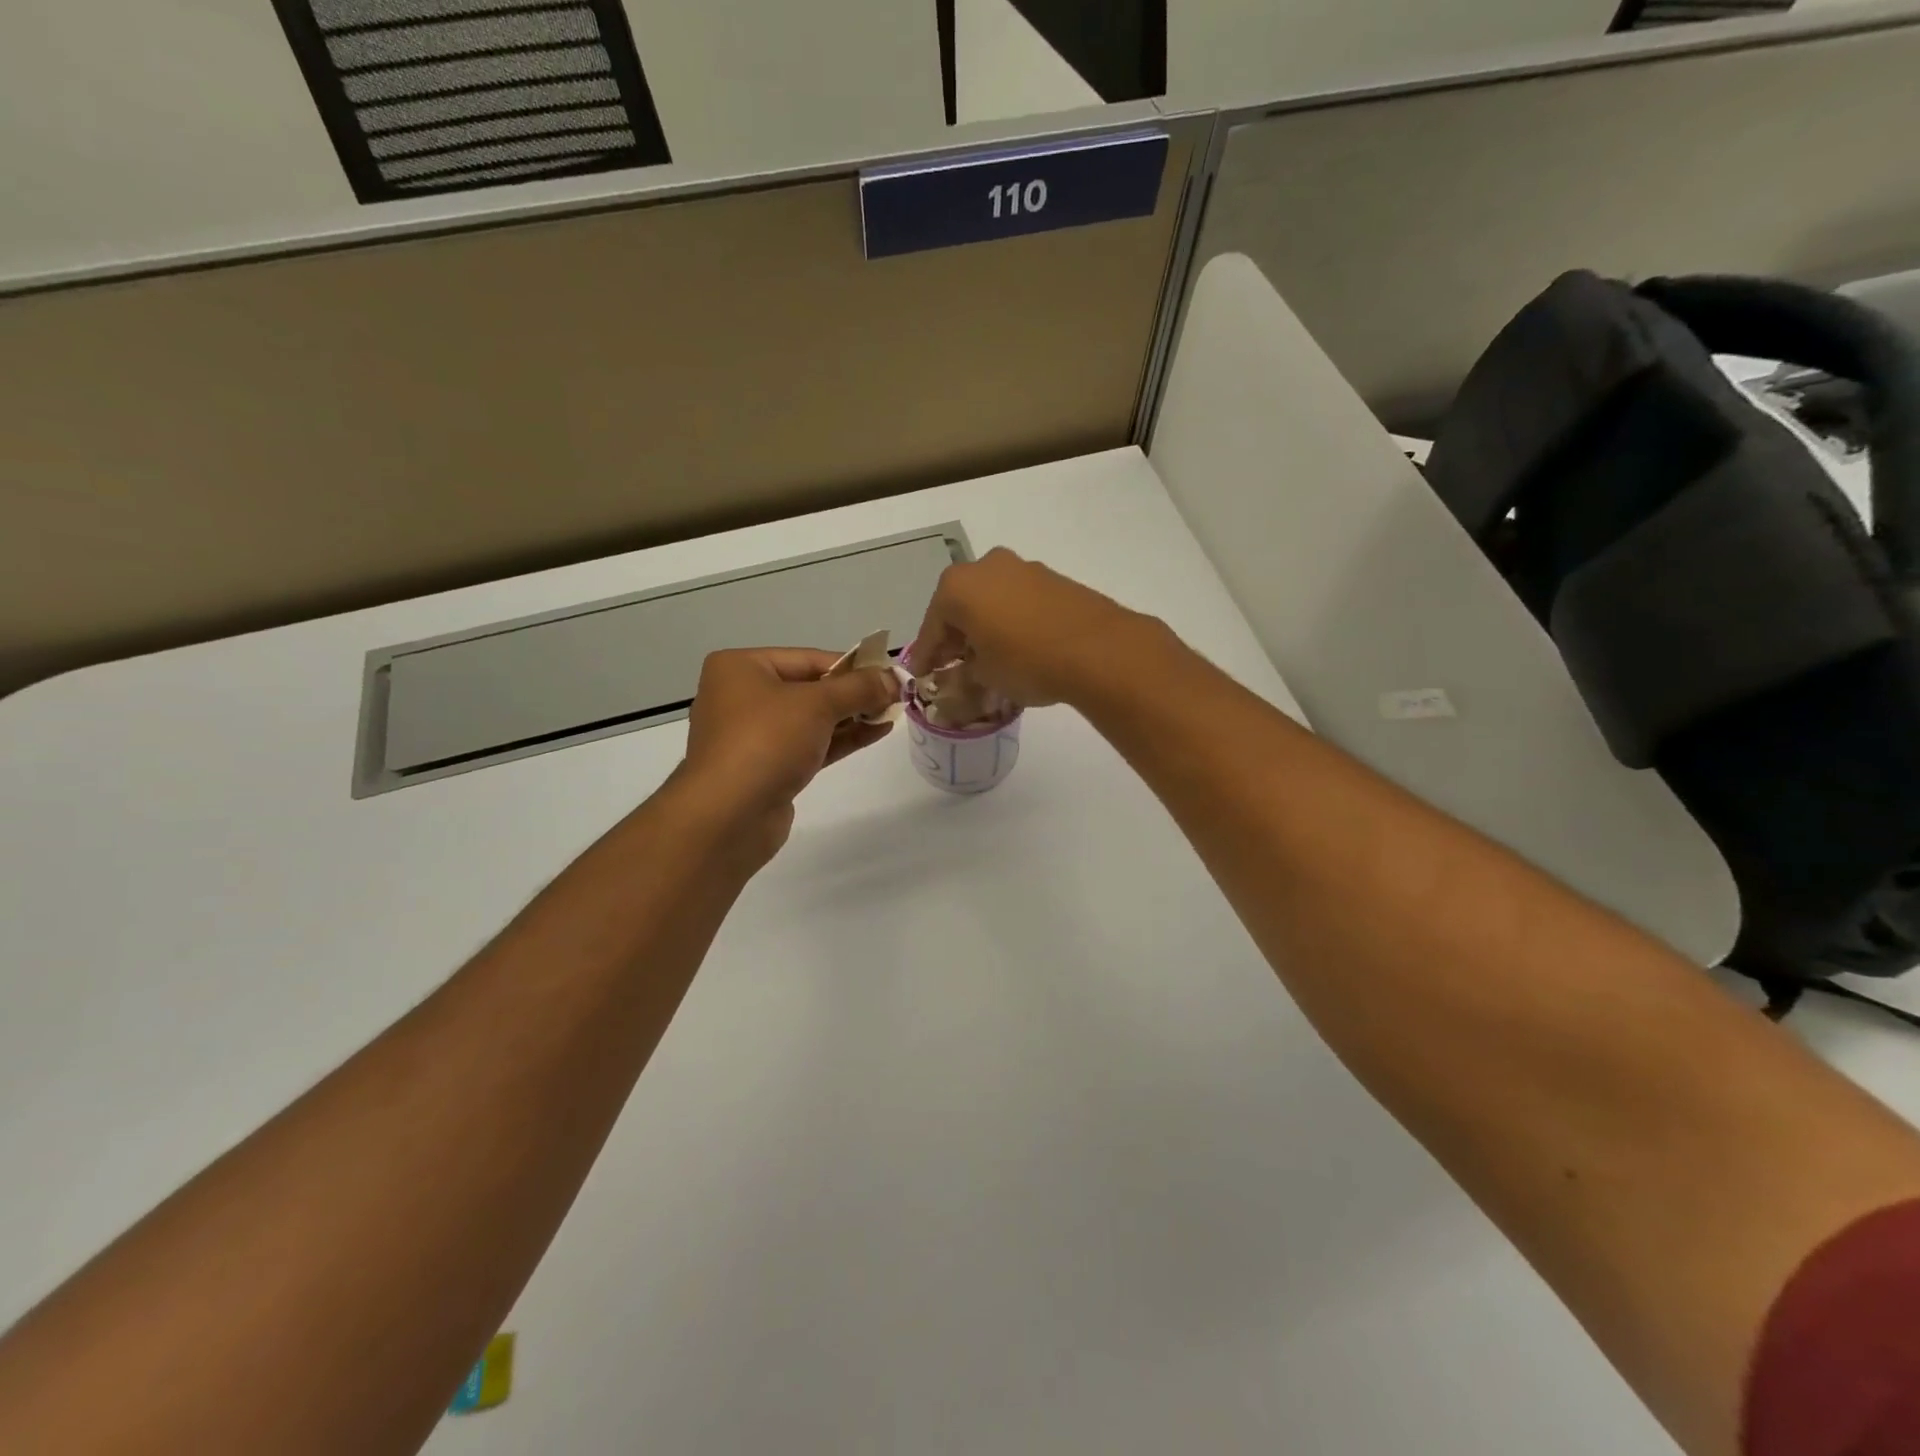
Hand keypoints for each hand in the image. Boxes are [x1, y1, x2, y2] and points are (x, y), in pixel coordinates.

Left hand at [674, 648, 898, 864]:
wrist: (729, 816)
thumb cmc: (766, 742)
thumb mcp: (817, 704)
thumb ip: (859, 688)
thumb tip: (893, 677)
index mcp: (741, 668)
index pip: (808, 658)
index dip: (853, 666)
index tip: (890, 673)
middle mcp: (742, 696)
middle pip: (810, 687)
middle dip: (853, 693)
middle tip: (895, 695)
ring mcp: (753, 736)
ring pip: (811, 719)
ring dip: (852, 716)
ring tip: (892, 713)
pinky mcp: (768, 768)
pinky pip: (810, 744)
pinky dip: (841, 738)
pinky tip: (876, 732)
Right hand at [911, 548, 1156, 707]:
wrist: (1098, 649)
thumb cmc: (1026, 661)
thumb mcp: (984, 677)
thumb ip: (963, 675)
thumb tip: (959, 677)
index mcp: (958, 586)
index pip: (931, 626)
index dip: (926, 655)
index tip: (921, 675)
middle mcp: (986, 566)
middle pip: (960, 607)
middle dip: (955, 637)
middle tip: (952, 667)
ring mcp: (1023, 569)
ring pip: (991, 601)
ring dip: (984, 627)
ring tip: (988, 659)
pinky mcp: (1053, 579)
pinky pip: (1018, 601)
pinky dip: (1010, 621)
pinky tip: (1017, 647)